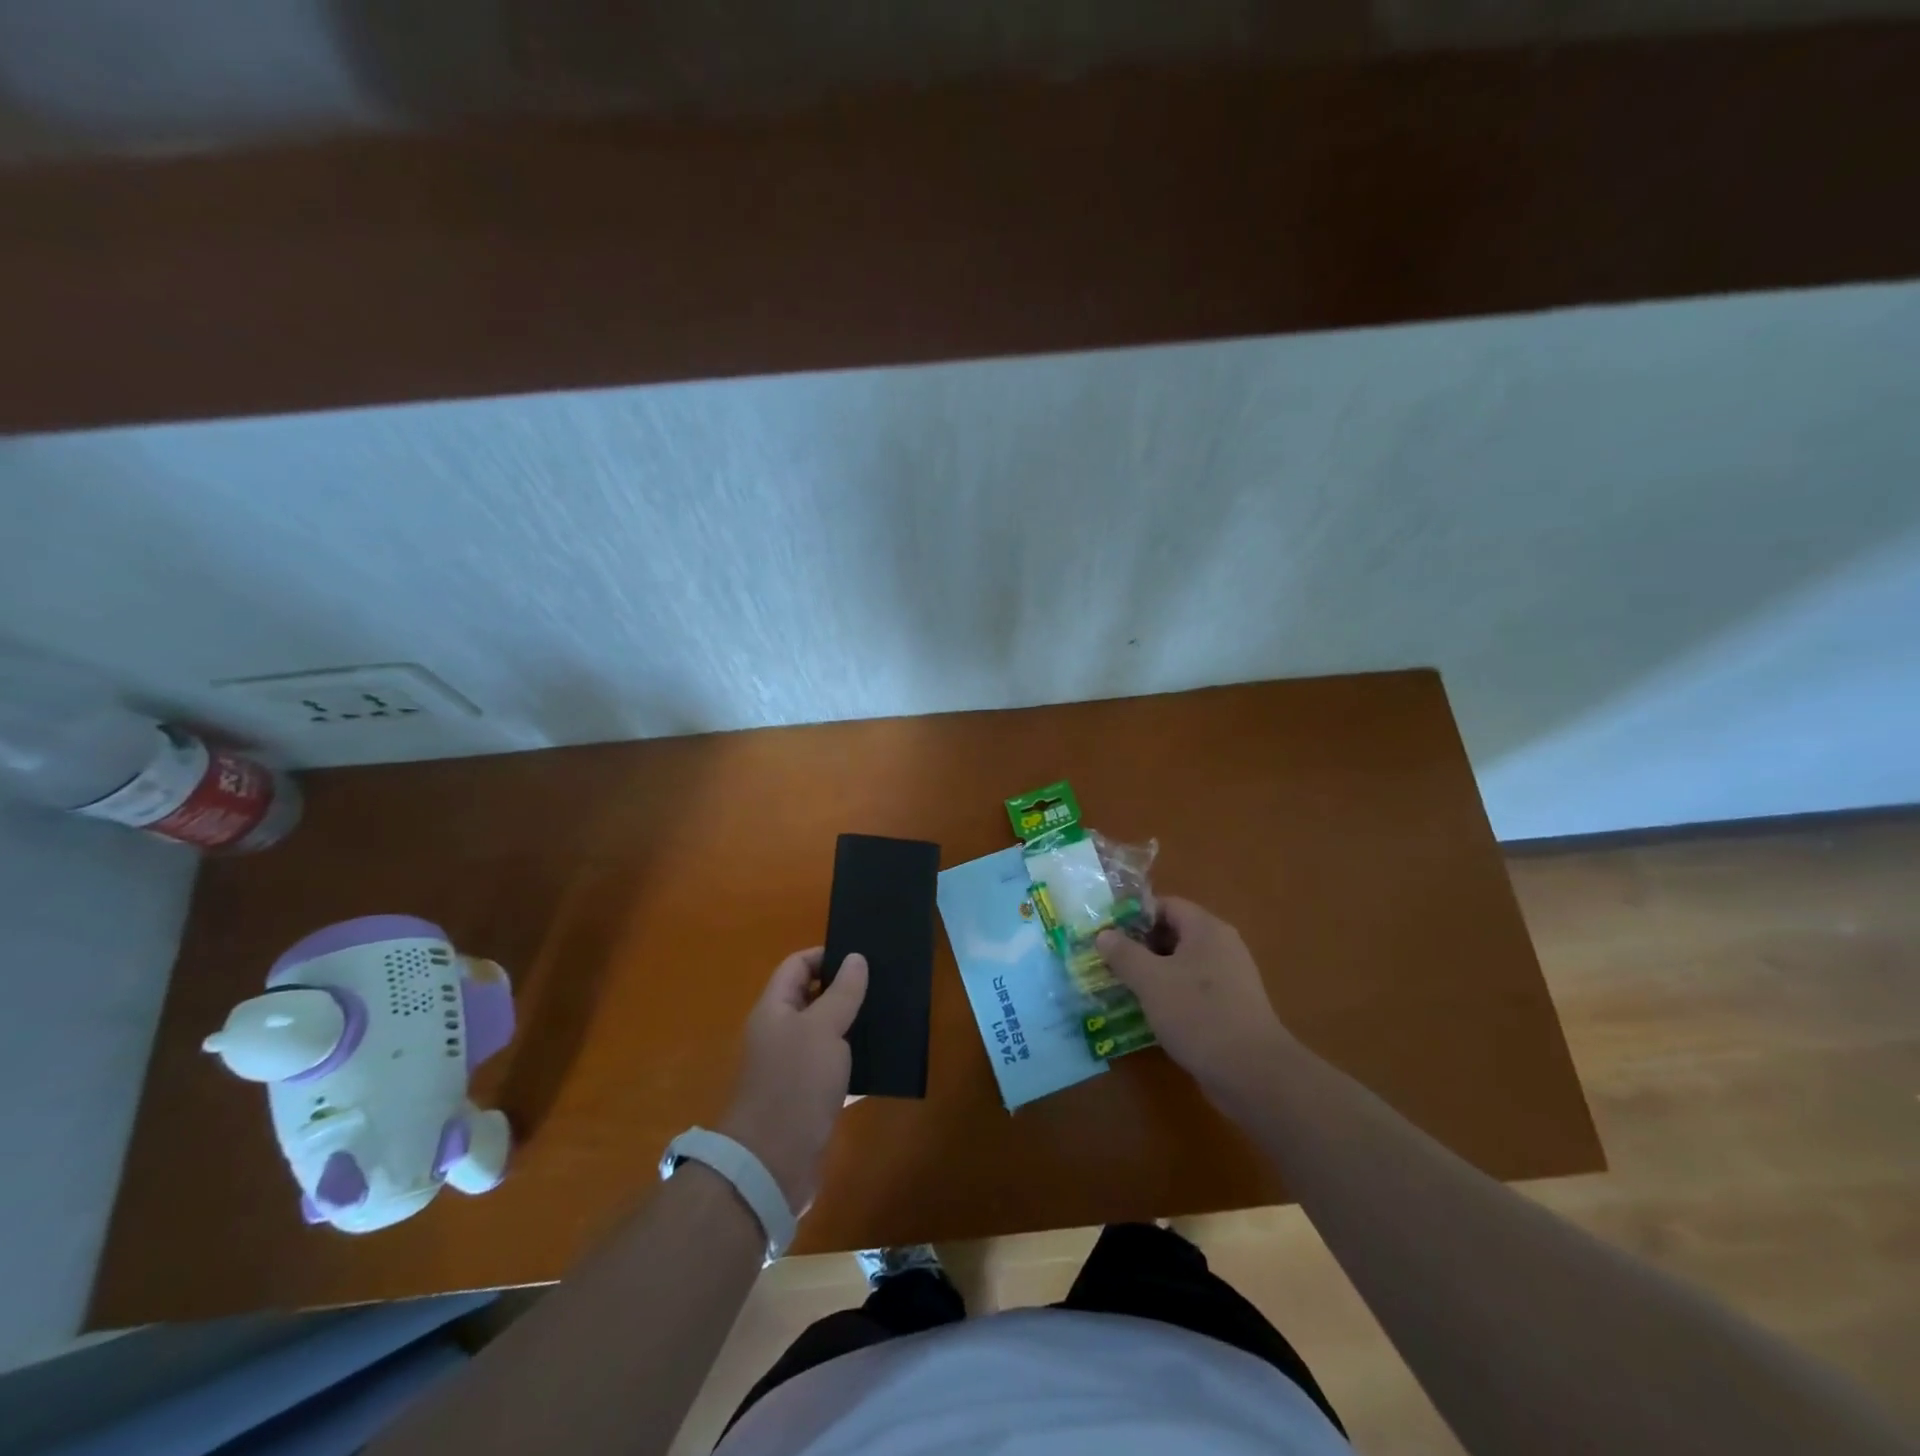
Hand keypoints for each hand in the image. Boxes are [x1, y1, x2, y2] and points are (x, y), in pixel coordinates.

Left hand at [720, 948, 867, 1212]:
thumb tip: (856, 957)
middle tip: (884, 984)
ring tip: (891, 1018)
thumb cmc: (794, 1084)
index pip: (797, 966)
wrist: (772, 1165)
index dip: (826, 955)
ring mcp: (793, 1069)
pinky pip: (835, 1071)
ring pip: (827, 1036)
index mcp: (775, 1010)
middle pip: (813, 999)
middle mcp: (780, 1034)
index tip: (862, 957)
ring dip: (854, 1028)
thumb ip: (842, 992)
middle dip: (846, 991)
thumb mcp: (824, 1029)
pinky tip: (885, 1062)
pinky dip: (857, 1065)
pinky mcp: (808, 1099)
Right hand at [1096, 898, 1290, 1095]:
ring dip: (1153, 973)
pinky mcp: (1231, 1008)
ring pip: (1182, 965)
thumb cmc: (1198, 1014)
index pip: (1166, 905)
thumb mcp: (1150, 980)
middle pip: (1174, 934)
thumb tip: (1104, 934)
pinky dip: (1170, 995)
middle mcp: (1222, 946)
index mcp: (1206, 929)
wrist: (1253, 1073)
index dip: (1134, 916)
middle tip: (1109, 962)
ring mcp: (1230, 978)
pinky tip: (1150, 1014)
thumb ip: (1124, 954)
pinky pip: (1193, 990)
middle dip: (1140, 946)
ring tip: (1123, 988)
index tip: (1108, 934)